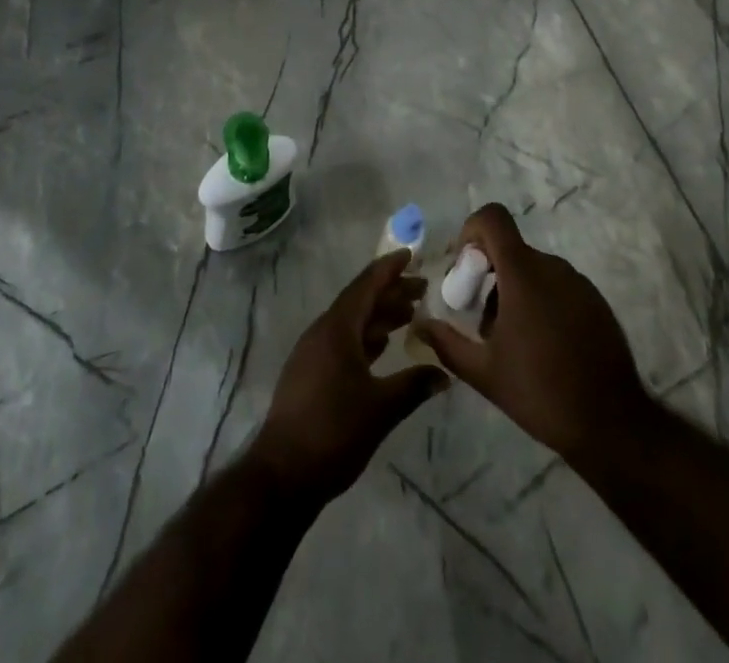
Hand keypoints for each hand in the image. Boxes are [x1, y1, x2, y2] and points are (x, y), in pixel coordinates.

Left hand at [250, 250, 448, 502]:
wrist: (283, 473)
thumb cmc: (334, 431)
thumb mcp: (381, 408)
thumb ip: (413, 385)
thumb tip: (445, 373)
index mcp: (337, 329)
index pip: (366, 286)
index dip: (389, 269)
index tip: (410, 254)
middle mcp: (323, 332)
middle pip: (360, 302)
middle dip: (390, 293)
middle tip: (422, 289)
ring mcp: (313, 353)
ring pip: (351, 323)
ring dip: (379, 316)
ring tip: (409, 315)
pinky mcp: (310, 373)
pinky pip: (342, 341)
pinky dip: (365, 338)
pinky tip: (382, 346)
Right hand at [412, 204, 647, 458]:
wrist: (613, 424)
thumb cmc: (541, 392)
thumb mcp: (484, 372)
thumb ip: (447, 343)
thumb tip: (420, 325)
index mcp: (523, 273)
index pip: (493, 218)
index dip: (471, 231)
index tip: (465, 269)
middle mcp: (552, 267)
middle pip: (509, 250)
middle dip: (487, 274)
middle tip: (480, 318)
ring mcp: (578, 283)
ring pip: (532, 269)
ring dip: (513, 290)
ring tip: (510, 339)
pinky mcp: (596, 302)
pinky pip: (557, 286)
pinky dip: (539, 301)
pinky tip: (540, 346)